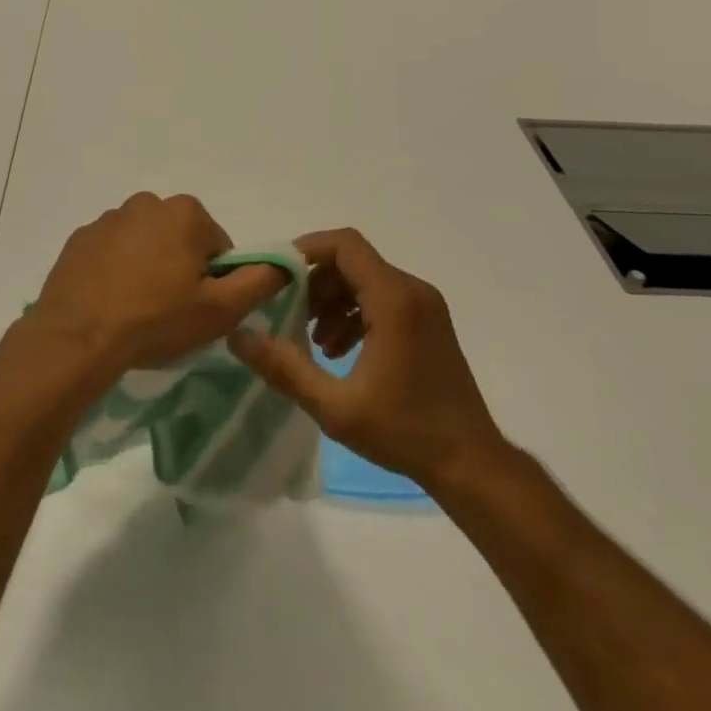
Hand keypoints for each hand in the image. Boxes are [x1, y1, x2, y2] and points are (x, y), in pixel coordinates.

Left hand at [33, 193, 286, 379]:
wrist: (78, 337)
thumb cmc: (157, 319)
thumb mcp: (221, 309)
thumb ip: (259, 281)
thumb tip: (285, 261)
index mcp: (185, 212)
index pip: (217, 246)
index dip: (215, 280)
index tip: (199, 308)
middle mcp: (147, 202)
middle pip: (180, 239)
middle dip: (181, 269)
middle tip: (170, 311)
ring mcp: (108, 218)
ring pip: (145, 244)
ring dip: (148, 268)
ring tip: (137, 310)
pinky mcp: (81, 238)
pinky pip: (111, 252)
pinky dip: (116, 271)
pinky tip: (110, 302)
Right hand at [228, 228, 515, 493]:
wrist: (472, 465)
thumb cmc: (404, 432)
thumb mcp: (334, 407)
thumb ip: (283, 367)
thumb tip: (238, 335)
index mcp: (393, 300)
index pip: (344, 245)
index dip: (306, 249)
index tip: (278, 274)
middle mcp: (412, 291)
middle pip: (352, 262)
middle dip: (315, 282)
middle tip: (292, 317)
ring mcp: (425, 306)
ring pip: (366, 279)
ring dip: (333, 300)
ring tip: (314, 341)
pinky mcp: (429, 322)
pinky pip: (383, 298)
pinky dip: (355, 312)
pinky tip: (340, 350)